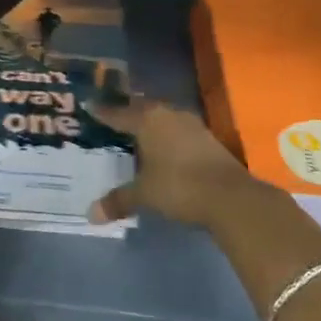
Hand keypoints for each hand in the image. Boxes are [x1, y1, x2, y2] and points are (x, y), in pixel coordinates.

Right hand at [93, 95, 260, 228]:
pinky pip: (178, 130)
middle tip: (112, 117)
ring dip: (150, 124)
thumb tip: (91, 215)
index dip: (103, 112)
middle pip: (142, 109)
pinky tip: (163, 148)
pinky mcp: (208, 138)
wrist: (231, 196)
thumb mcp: (144, 194)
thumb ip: (119, 200)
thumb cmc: (179, 186)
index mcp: (148, 120)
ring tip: (136, 132)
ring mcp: (192, 125)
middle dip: (127, 113)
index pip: (118, 113)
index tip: (89, 105)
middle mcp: (169, 115)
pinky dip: (166, 136)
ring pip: (163, 118)